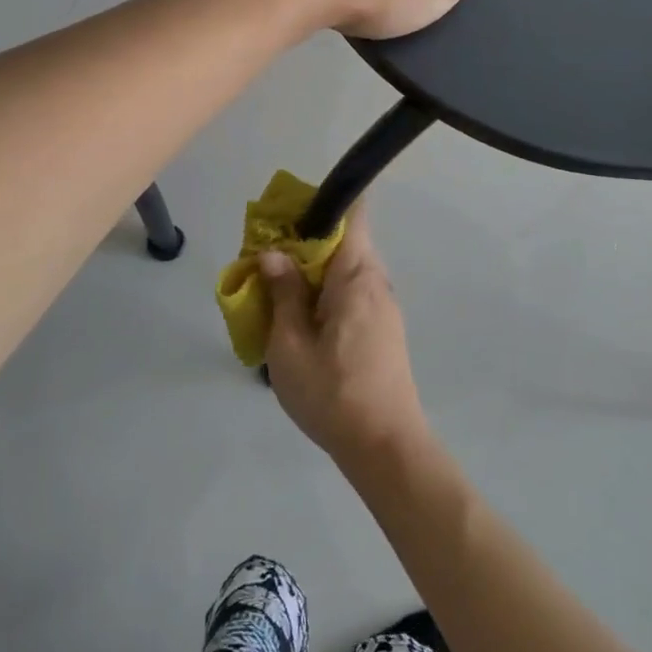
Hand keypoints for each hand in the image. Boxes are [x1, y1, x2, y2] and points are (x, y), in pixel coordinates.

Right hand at [261, 203, 428, 467]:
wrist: (386, 446)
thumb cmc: (332, 393)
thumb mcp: (291, 344)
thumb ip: (283, 292)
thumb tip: (274, 253)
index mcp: (356, 275)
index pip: (353, 212)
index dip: (321, 205)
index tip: (286, 217)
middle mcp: (376, 281)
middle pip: (344, 240)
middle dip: (304, 242)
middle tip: (265, 259)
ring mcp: (383, 306)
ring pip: (345, 269)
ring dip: (312, 271)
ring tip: (275, 290)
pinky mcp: (384, 328)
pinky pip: (352, 293)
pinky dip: (325, 293)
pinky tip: (300, 319)